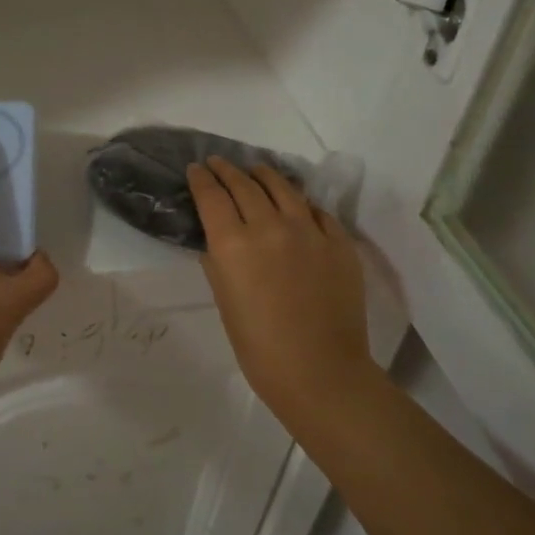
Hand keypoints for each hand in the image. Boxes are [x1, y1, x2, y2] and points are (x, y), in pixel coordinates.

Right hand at [188, 157, 375, 427]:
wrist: (320, 372)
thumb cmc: (259, 347)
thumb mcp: (224, 301)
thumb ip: (218, 262)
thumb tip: (218, 240)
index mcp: (233, 243)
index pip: (211, 195)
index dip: (201, 178)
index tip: (196, 169)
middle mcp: (269, 226)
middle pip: (244, 185)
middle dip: (227, 170)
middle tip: (219, 163)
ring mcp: (308, 230)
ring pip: (282, 187)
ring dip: (264, 175)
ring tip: (256, 170)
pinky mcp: (338, 241)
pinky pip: (316, 211)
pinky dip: (299, 203)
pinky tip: (295, 204)